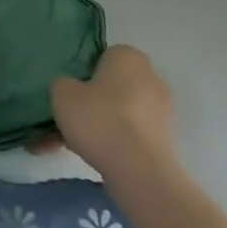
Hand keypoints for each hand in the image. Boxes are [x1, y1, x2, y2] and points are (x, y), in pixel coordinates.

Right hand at [50, 44, 175, 185]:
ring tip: (71, 143)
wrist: (138, 170)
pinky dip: (112, 143)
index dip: (84, 72)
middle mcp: (150, 78)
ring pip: (119, 113)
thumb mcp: (61, 91)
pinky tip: (88, 156)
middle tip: (70, 115)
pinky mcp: (164, 141)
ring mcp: (161, 112)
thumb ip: (64, 83)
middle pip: (113, 85)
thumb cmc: (99, 117)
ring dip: (100, 124)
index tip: (70, 89)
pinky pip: (129, 135)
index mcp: (128, 57)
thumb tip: (72, 90)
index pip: (103, 56)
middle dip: (93, 100)